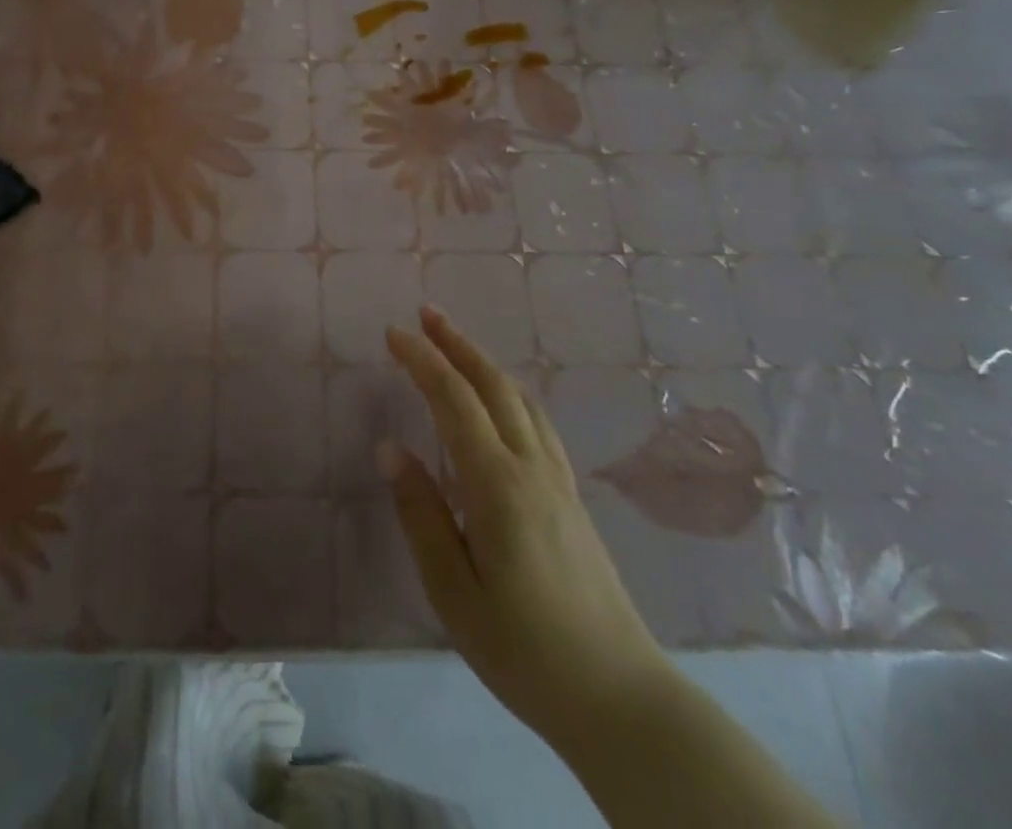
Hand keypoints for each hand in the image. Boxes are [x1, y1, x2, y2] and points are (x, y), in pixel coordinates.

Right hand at [380, 308, 675, 749]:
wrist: (620, 698)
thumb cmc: (524, 649)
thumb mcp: (453, 591)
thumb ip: (420, 514)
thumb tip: (391, 448)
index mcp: (497, 484)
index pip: (453, 400)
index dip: (422, 360)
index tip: (393, 333)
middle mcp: (531, 466)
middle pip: (493, 385)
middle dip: (457, 343)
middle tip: (425, 313)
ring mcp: (557, 480)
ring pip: (520, 399)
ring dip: (484, 362)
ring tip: (456, 344)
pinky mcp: (571, 497)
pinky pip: (536, 422)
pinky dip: (509, 392)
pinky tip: (502, 402)